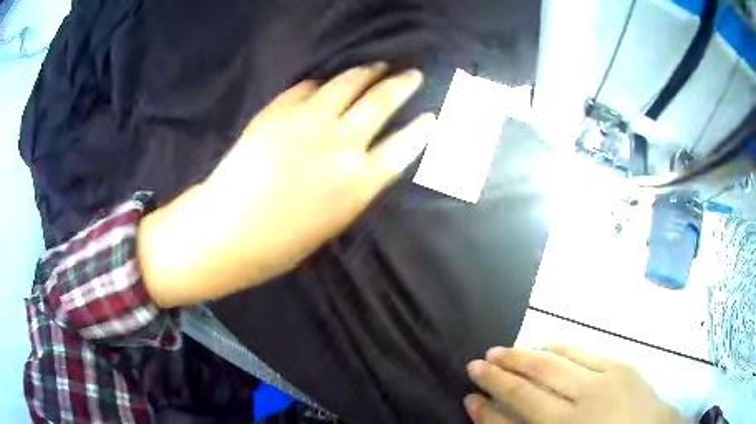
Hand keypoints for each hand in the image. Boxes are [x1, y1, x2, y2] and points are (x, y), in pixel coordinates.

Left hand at [138, 63, 434, 306]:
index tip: (431, 116)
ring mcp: (307, 121)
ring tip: (376, 66)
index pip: (406, 145)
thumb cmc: (280, 245)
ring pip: (348, 83)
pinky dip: (321, 84)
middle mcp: (341, 143)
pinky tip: (326, 83)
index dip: (422, 128)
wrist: (226, 232)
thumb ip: (354, 187)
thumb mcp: (332, 224)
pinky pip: (308, 87)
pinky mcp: (278, 110)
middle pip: (382, 101)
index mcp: (359, 181)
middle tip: (412, 74)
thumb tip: (366, 160)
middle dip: (403, 84)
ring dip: (368, 72)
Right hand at [465, 346, 683, 423]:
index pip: (515, 414)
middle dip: (501, 372)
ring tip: (504, 350)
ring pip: (555, 361)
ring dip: (525, 354)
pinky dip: (558, 347)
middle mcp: (581, 406)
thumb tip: (489, 411)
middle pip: (532, 382)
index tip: (470, 393)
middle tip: (477, 362)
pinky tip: (545, 346)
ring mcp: (604, 381)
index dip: (489, 404)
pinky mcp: (621, 366)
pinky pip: (582, 351)